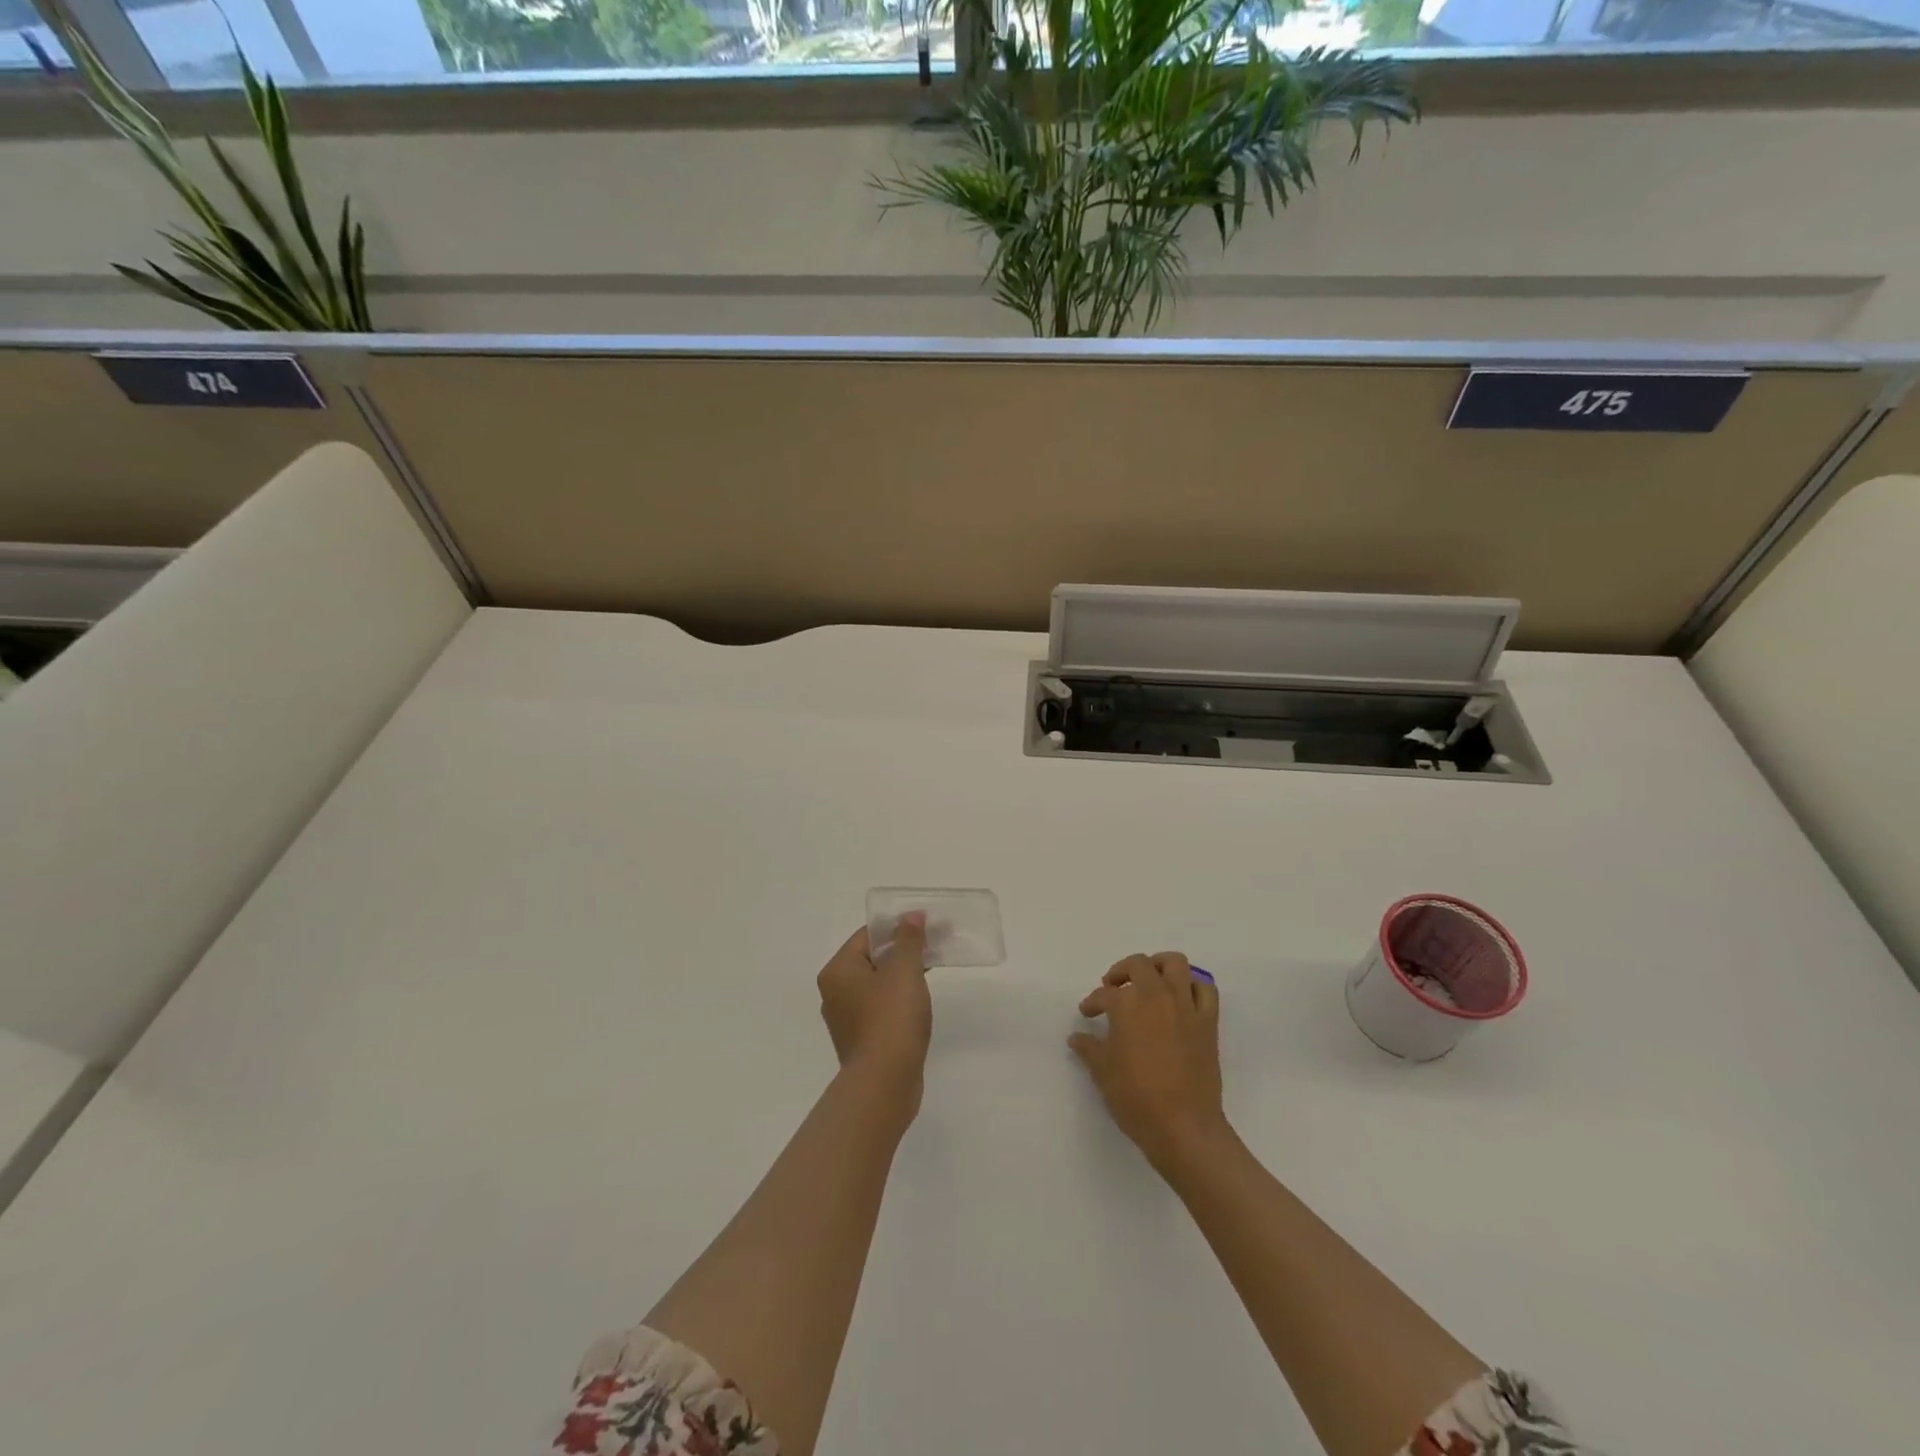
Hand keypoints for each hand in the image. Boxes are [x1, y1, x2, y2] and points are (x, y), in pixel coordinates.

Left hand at [817, 914, 931, 1111]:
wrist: (885, 1083)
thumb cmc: (891, 1019)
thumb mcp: (904, 971)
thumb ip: (908, 940)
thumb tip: (911, 915)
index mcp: (838, 971)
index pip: (867, 936)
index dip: (897, 927)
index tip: (926, 926)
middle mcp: (835, 992)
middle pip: (871, 959)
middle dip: (902, 951)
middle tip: (933, 946)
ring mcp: (846, 1019)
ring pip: (877, 985)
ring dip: (902, 976)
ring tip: (930, 972)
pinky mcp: (862, 1040)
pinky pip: (880, 1008)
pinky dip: (898, 1000)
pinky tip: (919, 1003)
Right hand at [1069, 951, 1228, 1172]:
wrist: (1183, 1127)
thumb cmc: (1136, 1098)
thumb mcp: (1102, 1072)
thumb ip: (1089, 1048)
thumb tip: (1076, 1037)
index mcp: (1127, 1005)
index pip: (1105, 994)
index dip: (1093, 1001)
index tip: (1087, 1013)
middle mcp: (1157, 996)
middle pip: (1139, 965)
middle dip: (1122, 971)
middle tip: (1113, 987)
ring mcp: (1185, 1006)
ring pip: (1175, 964)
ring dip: (1159, 966)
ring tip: (1149, 980)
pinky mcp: (1208, 1022)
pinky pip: (1205, 990)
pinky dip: (1193, 987)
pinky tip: (1181, 999)